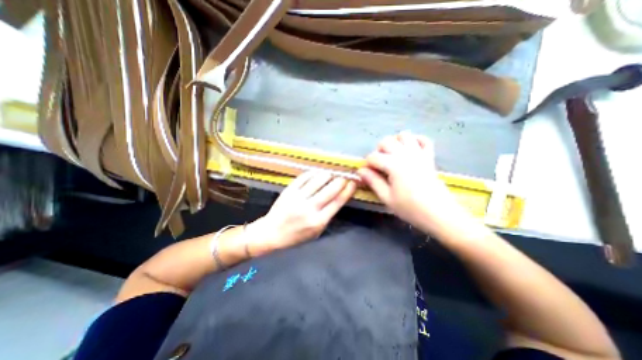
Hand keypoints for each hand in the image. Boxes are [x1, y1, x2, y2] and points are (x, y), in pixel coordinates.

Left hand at [246, 172, 356, 254]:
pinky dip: (313, 173)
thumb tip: (338, 198)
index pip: (338, 202)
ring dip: (328, 175)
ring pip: (318, 180)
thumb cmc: (296, 235)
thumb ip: (327, 216)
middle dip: (340, 180)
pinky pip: (304, 177)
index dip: (348, 190)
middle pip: (330, 189)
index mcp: (318, 221)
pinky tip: (317, 173)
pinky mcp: (289, 190)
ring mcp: (298, 198)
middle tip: (344, 177)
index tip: (353, 183)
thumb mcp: (316, 232)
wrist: (271, 232)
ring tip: (331, 174)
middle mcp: (309, 208)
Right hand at [359, 132, 470, 232]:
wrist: (439, 214)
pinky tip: (410, 150)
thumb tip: (361, 170)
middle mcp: (405, 154)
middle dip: (378, 151)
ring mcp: (419, 154)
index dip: (367, 164)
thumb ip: (373, 181)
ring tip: (393, 156)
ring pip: (404, 135)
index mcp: (394, 165)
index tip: (367, 174)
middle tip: (379, 166)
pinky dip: (415, 141)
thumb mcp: (387, 197)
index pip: (373, 157)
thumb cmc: (410, 208)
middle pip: (386, 141)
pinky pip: (424, 140)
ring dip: (395, 142)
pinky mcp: (429, 157)